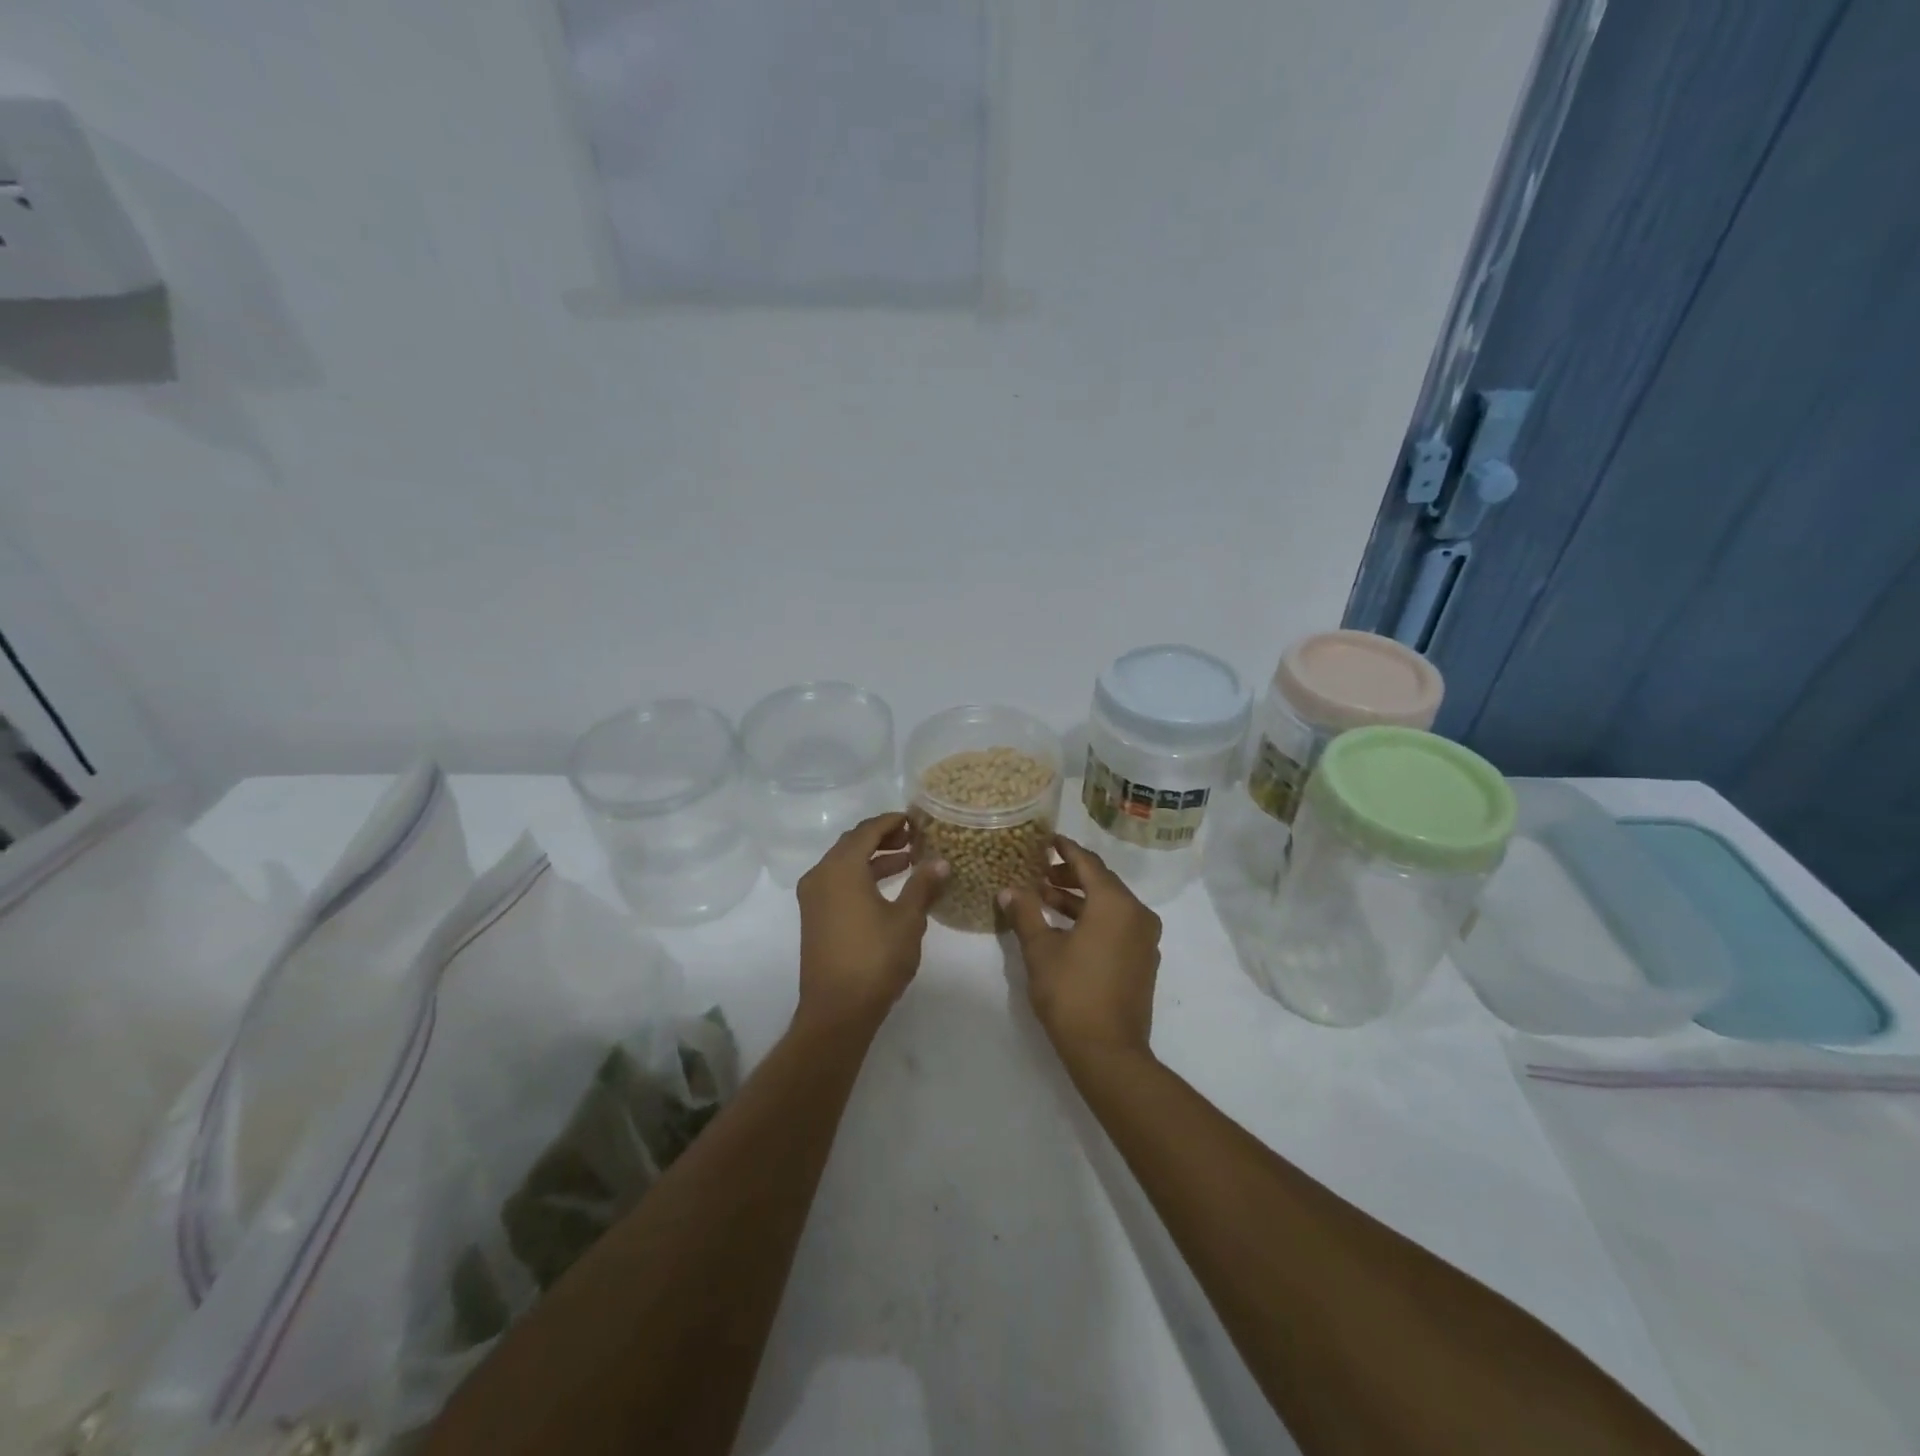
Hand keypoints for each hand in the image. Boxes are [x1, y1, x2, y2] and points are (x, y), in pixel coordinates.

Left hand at [795, 813, 947, 1032]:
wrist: (837, 1010)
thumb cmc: (875, 958)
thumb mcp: (907, 919)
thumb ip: (923, 885)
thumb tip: (940, 862)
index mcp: (841, 868)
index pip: (866, 830)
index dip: (891, 821)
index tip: (914, 819)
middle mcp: (821, 875)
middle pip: (852, 843)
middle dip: (882, 838)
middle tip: (913, 838)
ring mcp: (813, 898)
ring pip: (844, 864)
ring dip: (873, 858)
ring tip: (907, 861)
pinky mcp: (814, 917)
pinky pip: (838, 882)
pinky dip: (861, 877)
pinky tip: (887, 888)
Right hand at [999, 836, 1161, 1060]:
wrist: (1109, 1052)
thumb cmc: (1072, 993)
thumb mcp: (1040, 950)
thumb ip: (1025, 913)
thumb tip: (1007, 890)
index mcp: (1115, 903)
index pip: (1088, 863)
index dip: (1065, 849)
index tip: (1047, 839)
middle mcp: (1137, 914)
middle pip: (1101, 881)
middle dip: (1069, 875)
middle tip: (1039, 871)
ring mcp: (1145, 939)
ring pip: (1109, 904)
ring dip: (1078, 899)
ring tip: (1044, 898)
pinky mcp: (1143, 959)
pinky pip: (1118, 924)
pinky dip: (1093, 918)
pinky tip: (1065, 926)